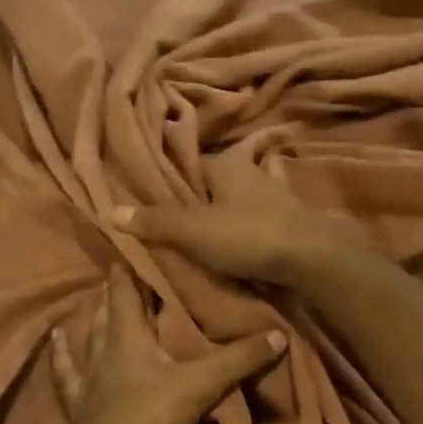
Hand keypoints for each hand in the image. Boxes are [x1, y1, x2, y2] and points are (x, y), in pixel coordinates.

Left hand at [50, 268, 285, 423]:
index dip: (129, 266)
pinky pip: (66, 373)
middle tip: (123, 272)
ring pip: (86, 338)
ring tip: (91, 300)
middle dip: (116, 292)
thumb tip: (279, 334)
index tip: (133, 241)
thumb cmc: (147, 415)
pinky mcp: (78, 403)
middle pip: (107, 312)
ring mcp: (87, 377)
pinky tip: (55, 341)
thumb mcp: (200, 385)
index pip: (126, 290)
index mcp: (128, 336)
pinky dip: (62, 355)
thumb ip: (238, 360)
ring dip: (90, 319)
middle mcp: (103, 348)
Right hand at [114, 161, 367, 288]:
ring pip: (234, 206)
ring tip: (196, 242)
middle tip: (170, 225)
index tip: (152, 200)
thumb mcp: (194, 230)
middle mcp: (250, 174)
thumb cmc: (248, 235)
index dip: (170, 181)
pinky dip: (240, 235)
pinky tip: (230, 250)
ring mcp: (272, 199)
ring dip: (219, 220)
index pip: (190, 164)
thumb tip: (111, 211)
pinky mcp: (286, 224)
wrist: (312, 259)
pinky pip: (253, 225)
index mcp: (227, 166)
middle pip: (212, 186)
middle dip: (195, 202)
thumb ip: (156, 222)